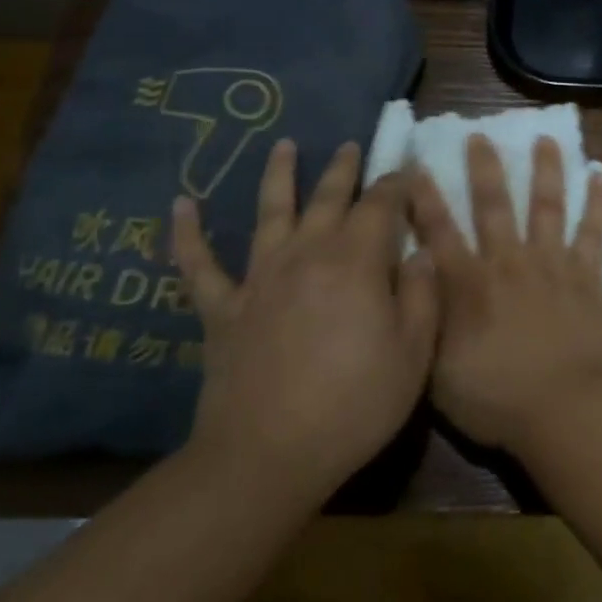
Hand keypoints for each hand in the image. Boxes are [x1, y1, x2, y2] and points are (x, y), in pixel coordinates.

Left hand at [171, 140, 435, 494]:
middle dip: (345, 170)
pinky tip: (180, 205)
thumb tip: (420, 253)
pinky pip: (199, 265)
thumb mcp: (413, 354)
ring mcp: (260, 279)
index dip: (396, 184)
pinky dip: (188, 234)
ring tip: (284, 145)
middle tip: (353, 146)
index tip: (407, 169)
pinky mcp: (223, 309)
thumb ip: (421, 295)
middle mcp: (306, 255)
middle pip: (328, 199)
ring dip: (278, 176)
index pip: (381, 206)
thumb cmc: (355, 404)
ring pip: (270, 213)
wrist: (269, 455)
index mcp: (356, 262)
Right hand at [410, 134, 601, 452]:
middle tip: (480, 136)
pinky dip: (598, 203)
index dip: (424, 198)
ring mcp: (552, 265)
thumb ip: (427, 321)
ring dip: (546, 170)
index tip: (416, 165)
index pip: (439, 232)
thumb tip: (415, 282)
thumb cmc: (495, 399)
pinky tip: (601, 176)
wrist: (563, 409)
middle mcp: (509, 262)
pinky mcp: (588, 277)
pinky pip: (594, 232)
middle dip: (484, 169)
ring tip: (546, 139)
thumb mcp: (438, 370)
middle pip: (494, 206)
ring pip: (547, 206)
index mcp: (469, 284)